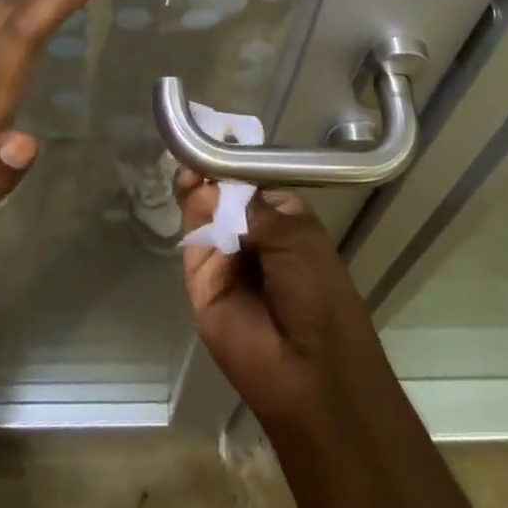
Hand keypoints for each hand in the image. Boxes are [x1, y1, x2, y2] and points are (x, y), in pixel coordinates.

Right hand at [177, 170, 390, 427]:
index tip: (216, 135)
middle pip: (223, 194)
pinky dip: (190, 212)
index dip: (234, 163)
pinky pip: (193, 241)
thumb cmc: (317, 294)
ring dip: (198, 187)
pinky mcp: (200, 281)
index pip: (251, 182)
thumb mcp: (295, 236)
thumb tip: (217, 181)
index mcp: (282, 220)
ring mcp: (225, 258)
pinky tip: (190, 187)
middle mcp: (252, 235)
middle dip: (211, 172)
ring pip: (204, 213)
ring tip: (192, 166)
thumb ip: (251, 206)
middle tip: (198, 151)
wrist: (310, 372)